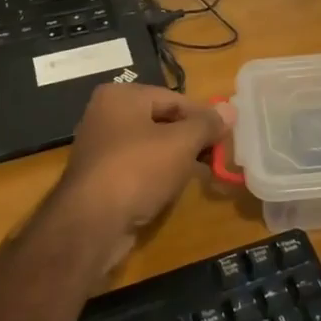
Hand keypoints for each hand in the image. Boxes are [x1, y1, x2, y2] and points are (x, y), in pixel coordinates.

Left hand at [56, 83, 234, 251]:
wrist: (91, 225)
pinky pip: (137, 167)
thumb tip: (230, 109)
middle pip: (161, 120)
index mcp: (121, 96)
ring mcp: (99, 148)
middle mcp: (105, 115)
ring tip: (202, 172)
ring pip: (150, 146)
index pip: (174, 98)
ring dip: (176, 157)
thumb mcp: (181, 142)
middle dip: (190, 137)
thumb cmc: (138, 169)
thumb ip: (206, 124)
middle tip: (216, 154)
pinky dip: (157, 174)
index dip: (203, 116)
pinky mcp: (99, 178)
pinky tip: (173, 188)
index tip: (226, 134)